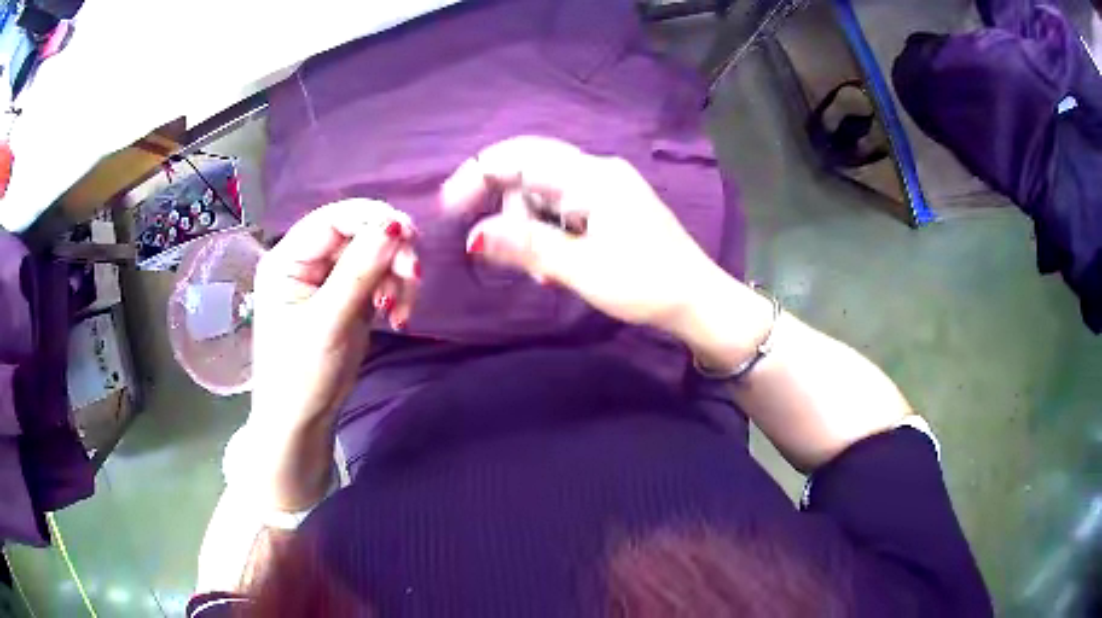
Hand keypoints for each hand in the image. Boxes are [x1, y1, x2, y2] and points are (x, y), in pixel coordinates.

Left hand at [251, 199, 417, 422]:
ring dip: (397, 275)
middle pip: (359, 233)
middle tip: (414, 278)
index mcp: (288, 259)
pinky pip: (379, 277)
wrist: (302, 419)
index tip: (410, 237)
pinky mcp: (347, 296)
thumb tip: (394, 225)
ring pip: (374, 254)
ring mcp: (328, 278)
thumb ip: (359, 272)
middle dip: (391, 253)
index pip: (334, 219)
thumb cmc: (301, 376)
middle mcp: (307, 260)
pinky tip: (397, 316)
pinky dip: (396, 291)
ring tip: (401, 310)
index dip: (373, 219)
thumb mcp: (328, 324)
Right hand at [440, 136, 725, 336]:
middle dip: (503, 205)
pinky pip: (564, 205)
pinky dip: (547, 229)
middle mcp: (597, 171)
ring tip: (539, 270)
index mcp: (592, 177)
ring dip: (527, 224)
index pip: (519, 157)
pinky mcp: (611, 206)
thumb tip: (473, 236)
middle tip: (495, 249)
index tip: (449, 208)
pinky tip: (554, 262)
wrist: (699, 300)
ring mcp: (606, 187)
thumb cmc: (646, 285)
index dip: (477, 175)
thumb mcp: (582, 270)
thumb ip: (527, 247)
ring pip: (544, 190)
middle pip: (529, 169)